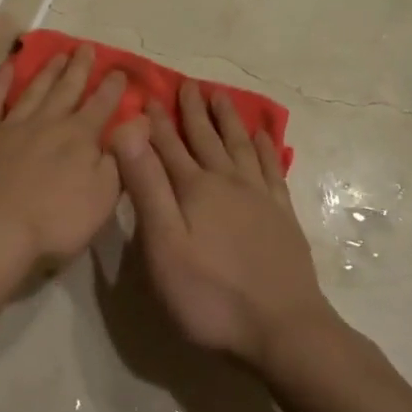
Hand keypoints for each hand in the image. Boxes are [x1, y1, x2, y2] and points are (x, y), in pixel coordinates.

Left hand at [0, 47, 126, 299]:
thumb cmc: (52, 224)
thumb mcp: (101, 198)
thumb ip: (119, 158)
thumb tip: (137, 123)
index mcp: (79, 138)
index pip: (102, 105)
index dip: (113, 87)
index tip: (121, 69)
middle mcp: (47, 123)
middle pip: (67, 89)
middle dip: (80, 68)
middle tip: (87, 47)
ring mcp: (11, 126)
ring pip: (34, 90)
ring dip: (48, 71)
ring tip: (58, 53)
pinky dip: (0, 83)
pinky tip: (7, 68)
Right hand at [113, 82, 333, 366]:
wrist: (283, 328)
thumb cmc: (211, 294)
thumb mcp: (164, 245)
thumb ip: (147, 186)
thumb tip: (128, 132)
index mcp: (194, 189)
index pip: (168, 145)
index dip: (156, 121)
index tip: (148, 95)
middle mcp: (228, 182)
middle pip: (206, 138)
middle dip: (193, 111)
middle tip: (187, 84)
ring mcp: (260, 196)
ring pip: (239, 146)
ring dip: (228, 120)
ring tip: (221, 96)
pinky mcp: (282, 215)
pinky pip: (272, 169)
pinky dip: (265, 148)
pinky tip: (263, 137)